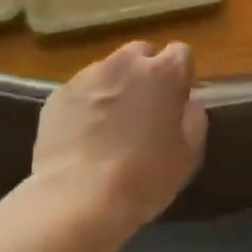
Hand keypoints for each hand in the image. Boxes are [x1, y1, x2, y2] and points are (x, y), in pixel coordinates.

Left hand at [32, 41, 207, 232]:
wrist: (77, 199)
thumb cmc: (143, 177)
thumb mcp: (187, 154)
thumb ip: (193, 119)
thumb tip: (187, 104)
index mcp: (163, 72)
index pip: (180, 53)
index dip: (180, 76)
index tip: (176, 101)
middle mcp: (124, 63)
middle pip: (141, 54)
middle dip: (145, 74)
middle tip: (143, 110)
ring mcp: (87, 76)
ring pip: (108, 71)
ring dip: (114, 88)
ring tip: (109, 126)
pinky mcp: (58, 94)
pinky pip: (81, 91)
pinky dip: (86, 105)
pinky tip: (84, 137)